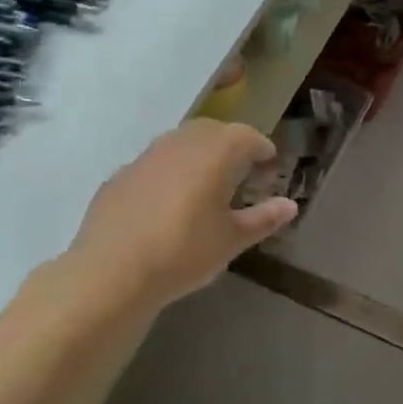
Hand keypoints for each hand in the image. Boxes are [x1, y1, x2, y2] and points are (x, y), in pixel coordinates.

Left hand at [56, 120, 296, 316]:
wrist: (112, 272)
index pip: (246, 137)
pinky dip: (170, 172)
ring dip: (199, 154)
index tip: (271, 165)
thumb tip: (290, 205)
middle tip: (243, 171)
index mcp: (215, 154)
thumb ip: (264, 218)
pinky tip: (169, 202)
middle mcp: (180, 144)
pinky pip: (154, 163)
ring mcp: (145, 157)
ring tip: (207, 184)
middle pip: (212, 131)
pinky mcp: (119, 176)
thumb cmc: (184, 252)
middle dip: (231, 145)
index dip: (262, 149)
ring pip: (179, 142)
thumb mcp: (232, 240)